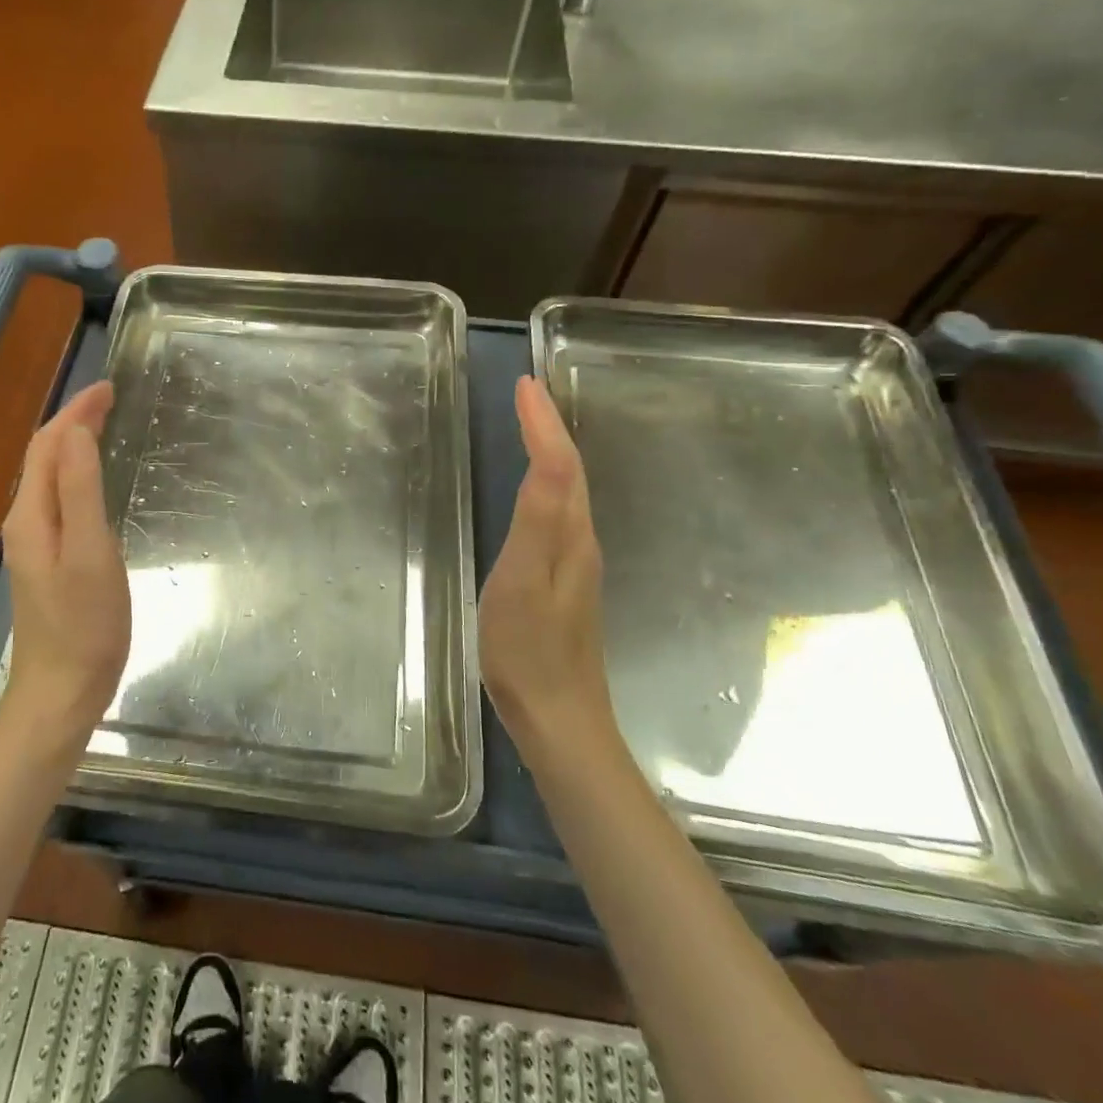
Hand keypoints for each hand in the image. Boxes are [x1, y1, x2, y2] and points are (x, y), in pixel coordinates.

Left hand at [0, 381, 130, 746]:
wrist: (62, 691)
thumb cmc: (84, 624)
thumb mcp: (89, 552)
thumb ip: (81, 490)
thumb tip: (77, 432)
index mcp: (32, 515)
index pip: (48, 445)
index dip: (75, 411)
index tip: (110, 387)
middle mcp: (26, 523)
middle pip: (45, 457)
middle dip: (74, 422)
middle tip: (112, 399)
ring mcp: (35, 545)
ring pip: (51, 478)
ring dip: (74, 445)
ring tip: (105, 426)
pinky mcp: (49, 563)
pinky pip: (60, 500)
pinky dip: (77, 474)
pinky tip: (96, 481)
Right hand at [480, 376, 613, 755]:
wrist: (559, 718)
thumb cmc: (529, 650)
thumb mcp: (523, 581)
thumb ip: (537, 521)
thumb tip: (551, 459)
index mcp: (569, 535)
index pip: (560, 463)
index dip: (543, 422)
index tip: (524, 384)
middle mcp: (579, 540)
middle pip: (571, 470)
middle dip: (550, 426)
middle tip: (526, 394)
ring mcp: (574, 563)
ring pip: (568, 490)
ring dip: (551, 450)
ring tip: (530, 424)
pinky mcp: (563, 580)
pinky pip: (558, 512)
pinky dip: (547, 481)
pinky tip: (535, 487)